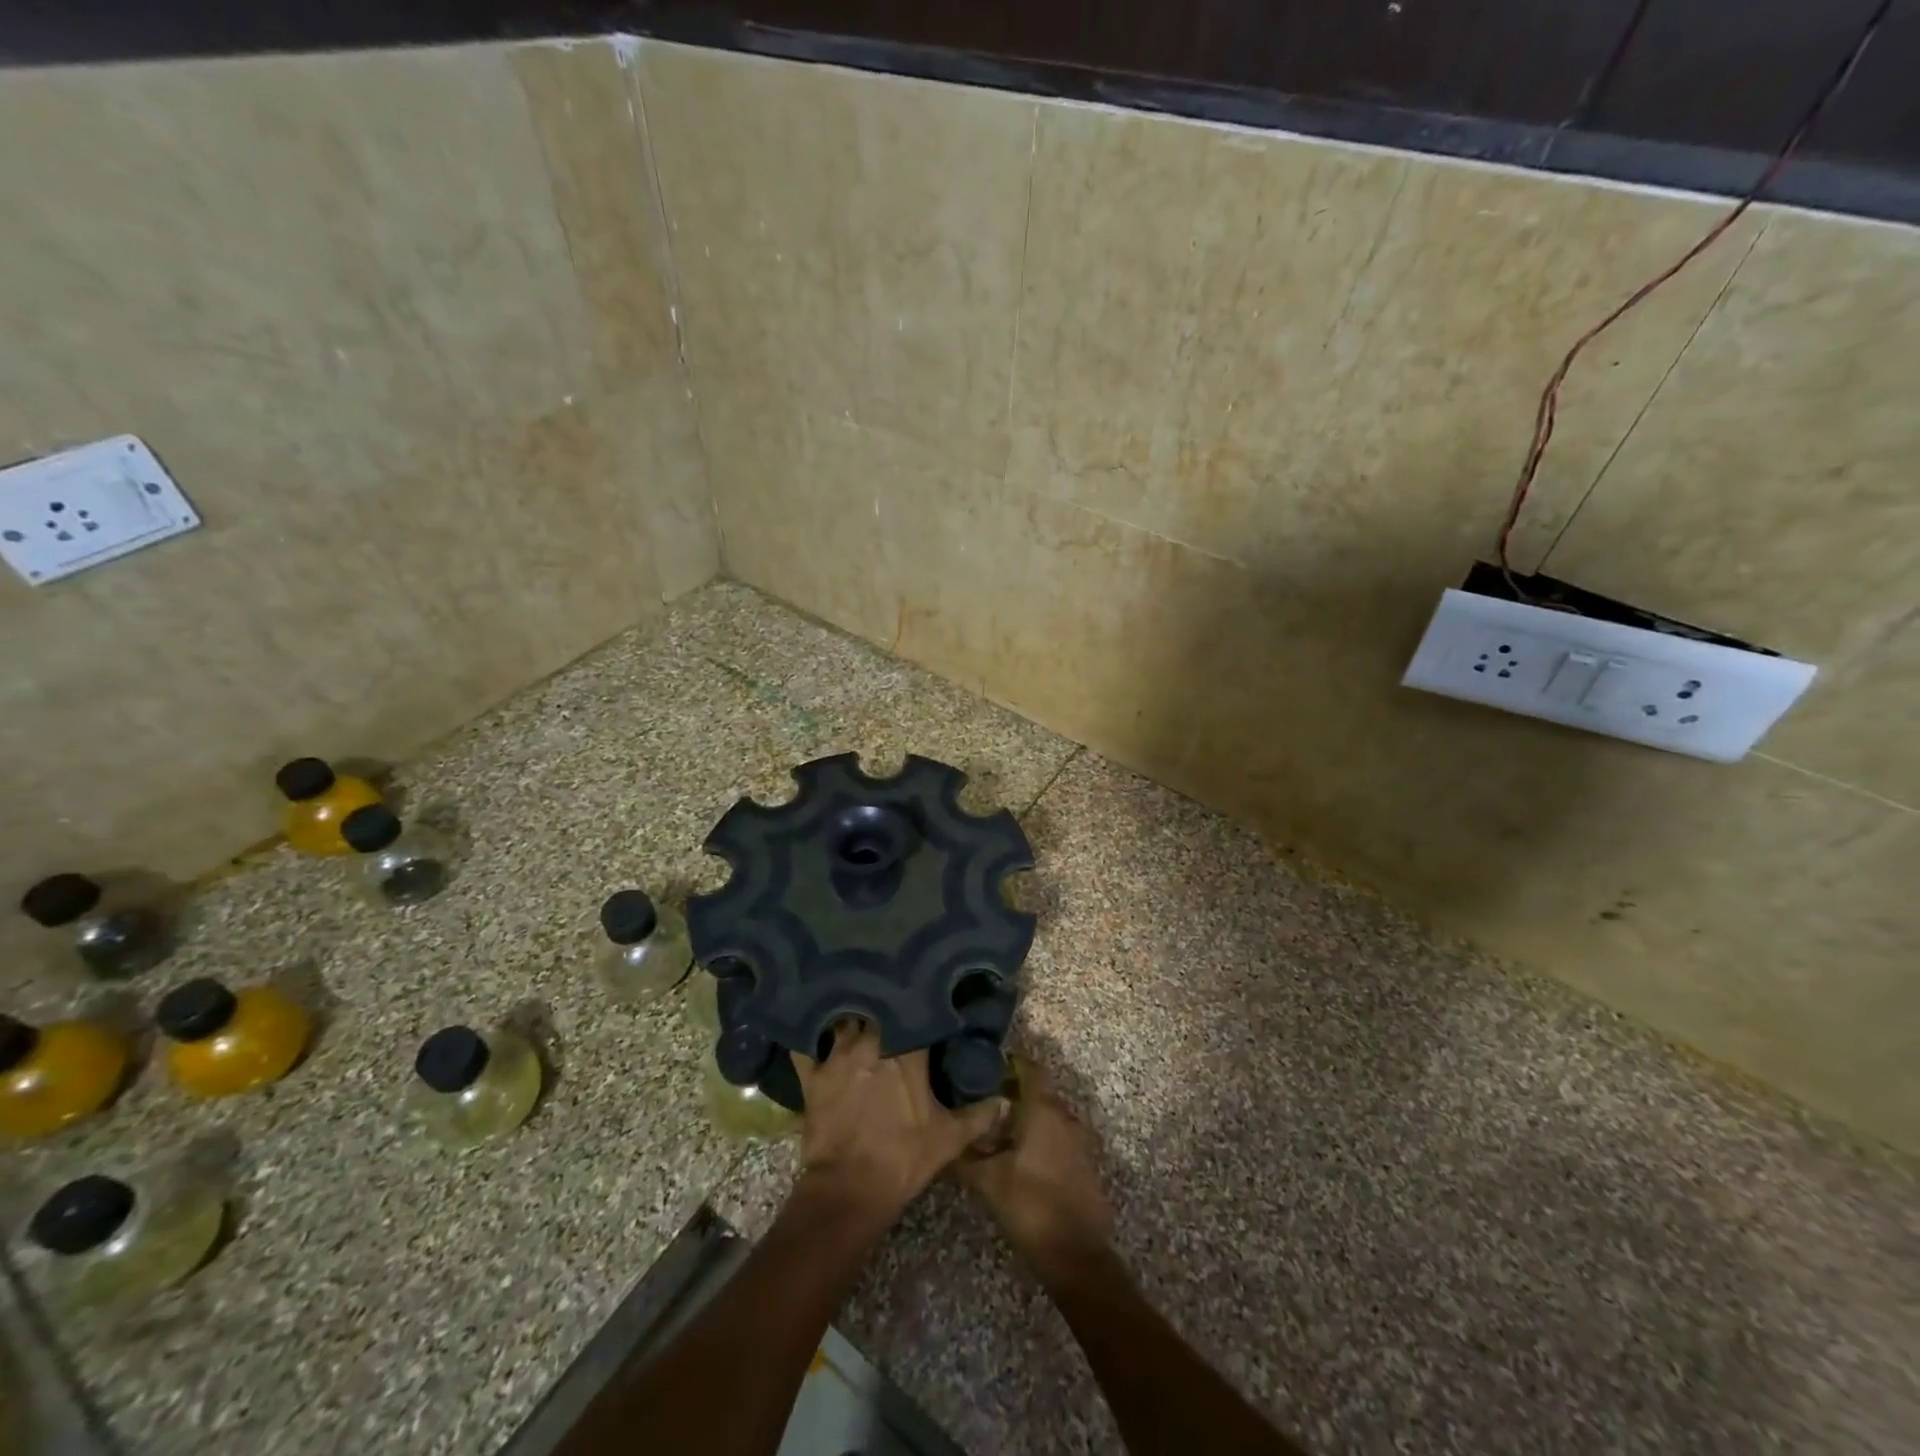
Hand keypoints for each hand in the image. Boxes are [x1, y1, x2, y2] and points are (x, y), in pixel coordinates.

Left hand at [794, 1020, 1006, 1222]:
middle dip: (884, 1005)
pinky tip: (812, 1028)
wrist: (849, 1190)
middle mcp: (871, 1041)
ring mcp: (837, 1056)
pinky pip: (805, 1045)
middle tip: (891, 1004)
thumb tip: (1004, 1100)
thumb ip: (979, 1115)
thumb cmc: (903, 1158)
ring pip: (844, 1020)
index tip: (927, 1000)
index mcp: (907, 1050)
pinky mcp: (812, 1076)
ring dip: (851, 1016)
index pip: (916, 1013)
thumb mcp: (950, 1139)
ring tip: (857, 1010)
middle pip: (877, 1009)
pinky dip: (809, 1036)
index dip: (921, 1006)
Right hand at [954, 1064, 1113, 1269]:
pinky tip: (1016, 1155)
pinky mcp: (1082, 1163)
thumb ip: (963, 1157)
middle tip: (979, 1099)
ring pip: (1047, 1115)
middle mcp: (1064, 1116)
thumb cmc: (1031, 1206)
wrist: (1077, 1256)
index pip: (1029, 1067)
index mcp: (1043, 1109)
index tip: (982, 1066)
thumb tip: (941, 1141)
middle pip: (1037, 1091)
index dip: (1007, 1062)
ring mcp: (1077, 1140)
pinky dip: (1038, 1137)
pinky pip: (1057, 1136)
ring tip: (993, 1129)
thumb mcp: (987, 1181)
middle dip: (1010, 1091)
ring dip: (1024, 1117)